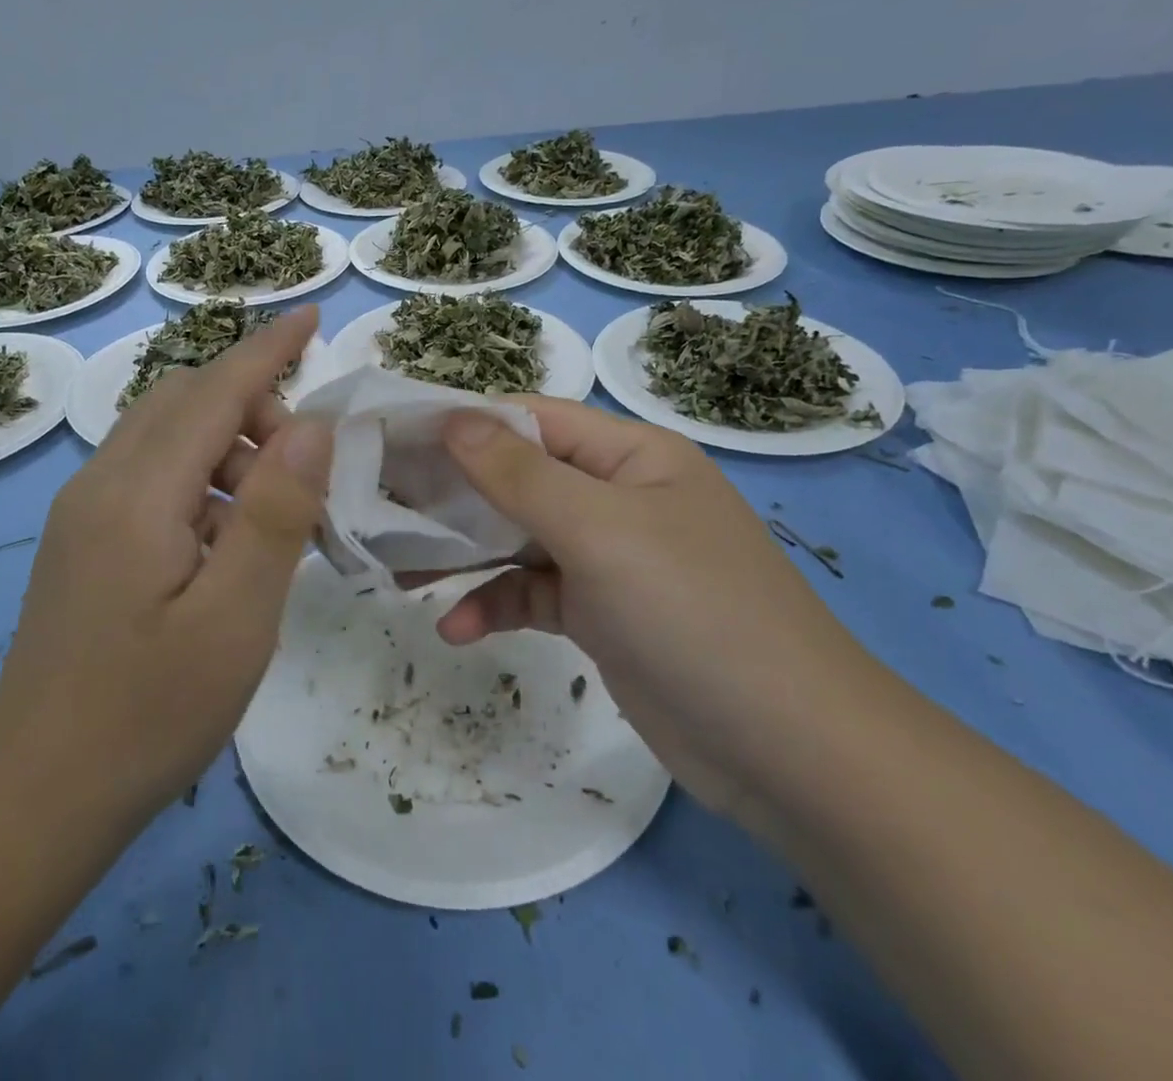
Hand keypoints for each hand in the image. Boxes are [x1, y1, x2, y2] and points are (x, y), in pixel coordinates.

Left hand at [0, 308, 332, 817]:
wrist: (34, 794)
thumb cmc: (148, 713)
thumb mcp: (235, 619)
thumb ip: (276, 515)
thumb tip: (311, 427)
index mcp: (137, 493)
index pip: (214, 391)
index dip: (268, 350)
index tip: (312, 317)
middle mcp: (102, 482)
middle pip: (185, 400)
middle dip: (254, 408)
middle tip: (305, 473)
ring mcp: (86, 510)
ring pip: (167, 435)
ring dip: (230, 448)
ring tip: (274, 520)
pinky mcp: (86, 538)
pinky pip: (153, 473)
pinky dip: (203, 478)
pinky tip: (228, 541)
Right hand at [435, 398, 875, 820]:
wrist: (790, 752)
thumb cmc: (693, 611)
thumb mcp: (600, 531)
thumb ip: (519, 474)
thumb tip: (452, 418)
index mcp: (631, 456)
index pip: (532, 420)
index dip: (464, 424)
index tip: (396, 438)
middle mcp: (618, 496)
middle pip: (519, 478)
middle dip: (455, 493)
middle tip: (382, 504)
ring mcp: (609, 558)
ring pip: (519, 538)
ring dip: (466, 553)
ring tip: (401, 569)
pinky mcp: (601, 614)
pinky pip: (533, 593)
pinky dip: (495, 604)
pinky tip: (456, 628)